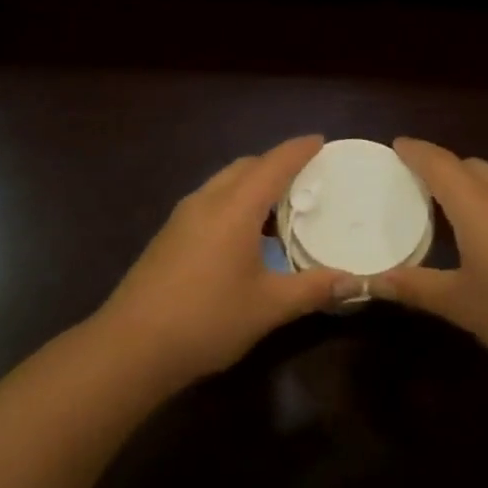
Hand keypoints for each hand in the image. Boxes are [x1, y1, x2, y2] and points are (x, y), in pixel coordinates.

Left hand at [98, 136, 347, 384]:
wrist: (131, 347)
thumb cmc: (207, 319)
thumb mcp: (269, 307)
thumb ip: (313, 289)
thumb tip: (355, 282)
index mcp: (234, 208)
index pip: (273, 164)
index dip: (298, 150)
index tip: (321, 140)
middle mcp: (206, 201)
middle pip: (245, 166)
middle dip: (275, 164)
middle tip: (306, 177)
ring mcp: (182, 217)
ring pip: (223, 182)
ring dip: (252, 183)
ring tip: (280, 206)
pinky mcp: (169, 236)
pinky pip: (209, 201)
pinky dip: (234, 201)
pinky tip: (245, 235)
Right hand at [368, 138, 487, 371]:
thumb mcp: (460, 304)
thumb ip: (415, 287)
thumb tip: (371, 282)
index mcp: (477, 205)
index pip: (439, 163)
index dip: (416, 152)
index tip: (397, 145)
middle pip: (469, 165)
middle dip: (442, 167)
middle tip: (417, 184)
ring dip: (470, 182)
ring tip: (451, 207)